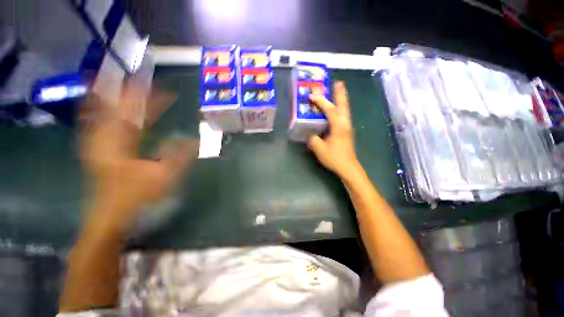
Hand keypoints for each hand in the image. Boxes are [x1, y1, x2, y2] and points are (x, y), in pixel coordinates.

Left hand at [80, 85, 198, 233]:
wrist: (109, 216)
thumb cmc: (135, 197)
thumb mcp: (163, 177)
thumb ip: (179, 156)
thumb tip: (193, 140)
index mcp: (119, 142)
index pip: (137, 112)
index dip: (153, 100)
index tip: (169, 92)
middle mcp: (105, 137)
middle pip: (118, 106)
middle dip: (135, 93)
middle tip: (151, 85)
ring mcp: (100, 142)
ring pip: (107, 111)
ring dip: (120, 98)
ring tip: (131, 87)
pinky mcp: (101, 149)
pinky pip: (102, 123)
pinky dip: (106, 111)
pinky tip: (107, 105)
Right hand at [307, 81, 359, 176]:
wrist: (348, 167)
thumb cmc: (334, 158)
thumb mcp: (320, 149)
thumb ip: (313, 139)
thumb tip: (310, 134)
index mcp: (338, 126)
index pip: (330, 110)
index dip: (321, 102)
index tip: (312, 95)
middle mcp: (345, 124)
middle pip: (343, 105)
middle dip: (340, 93)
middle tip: (338, 82)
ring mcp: (347, 128)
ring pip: (345, 110)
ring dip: (342, 100)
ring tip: (339, 91)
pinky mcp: (347, 132)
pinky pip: (344, 116)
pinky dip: (340, 109)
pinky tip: (336, 110)